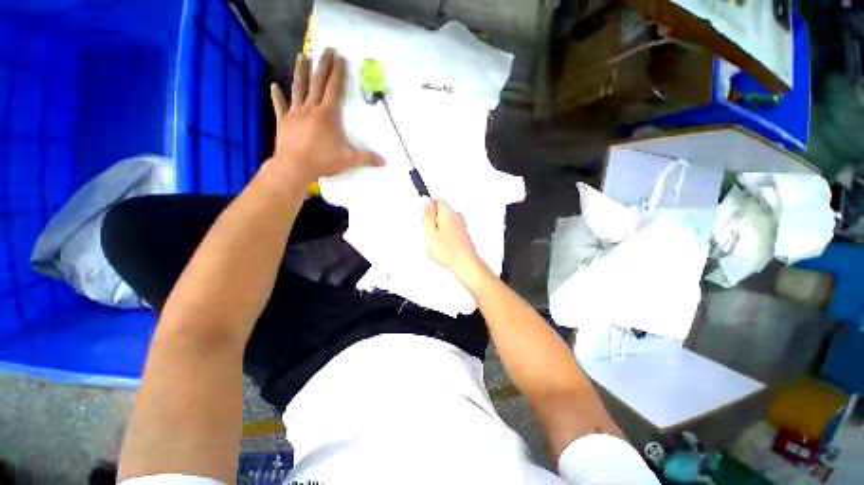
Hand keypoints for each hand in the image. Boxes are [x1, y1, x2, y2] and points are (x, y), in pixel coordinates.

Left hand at [269, 48, 383, 183]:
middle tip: (325, 49)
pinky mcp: (283, 121)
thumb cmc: (323, 161)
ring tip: (301, 55)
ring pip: (298, 88)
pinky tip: (273, 86)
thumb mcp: (349, 160)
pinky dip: (276, 96)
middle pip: (317, 82)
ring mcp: (295, 113)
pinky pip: (279, 106)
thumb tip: (385, 162)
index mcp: (328, 115)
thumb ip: (367, 158)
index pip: (334, 89)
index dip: (338, 73)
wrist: (294, 167)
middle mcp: (311, 108)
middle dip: (322, 65)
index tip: (339, 57)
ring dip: (300, 71)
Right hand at [423, 199, 484, 281]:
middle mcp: (457, 216)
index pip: (436, 200)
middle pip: (441, 210)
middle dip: (433, 220)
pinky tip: (444, 245)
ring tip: (437, 241)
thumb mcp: (430, 231)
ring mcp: (461, 224)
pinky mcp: (463, 233)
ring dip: (439, 228)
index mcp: (448, 213)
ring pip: (445, 220)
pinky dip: (446, 234)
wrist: (465, 263)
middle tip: (431, 233)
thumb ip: (427, 214)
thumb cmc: (448, 251)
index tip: (425, 219)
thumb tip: (425, 199)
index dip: (428, 209)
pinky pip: (451, 228)